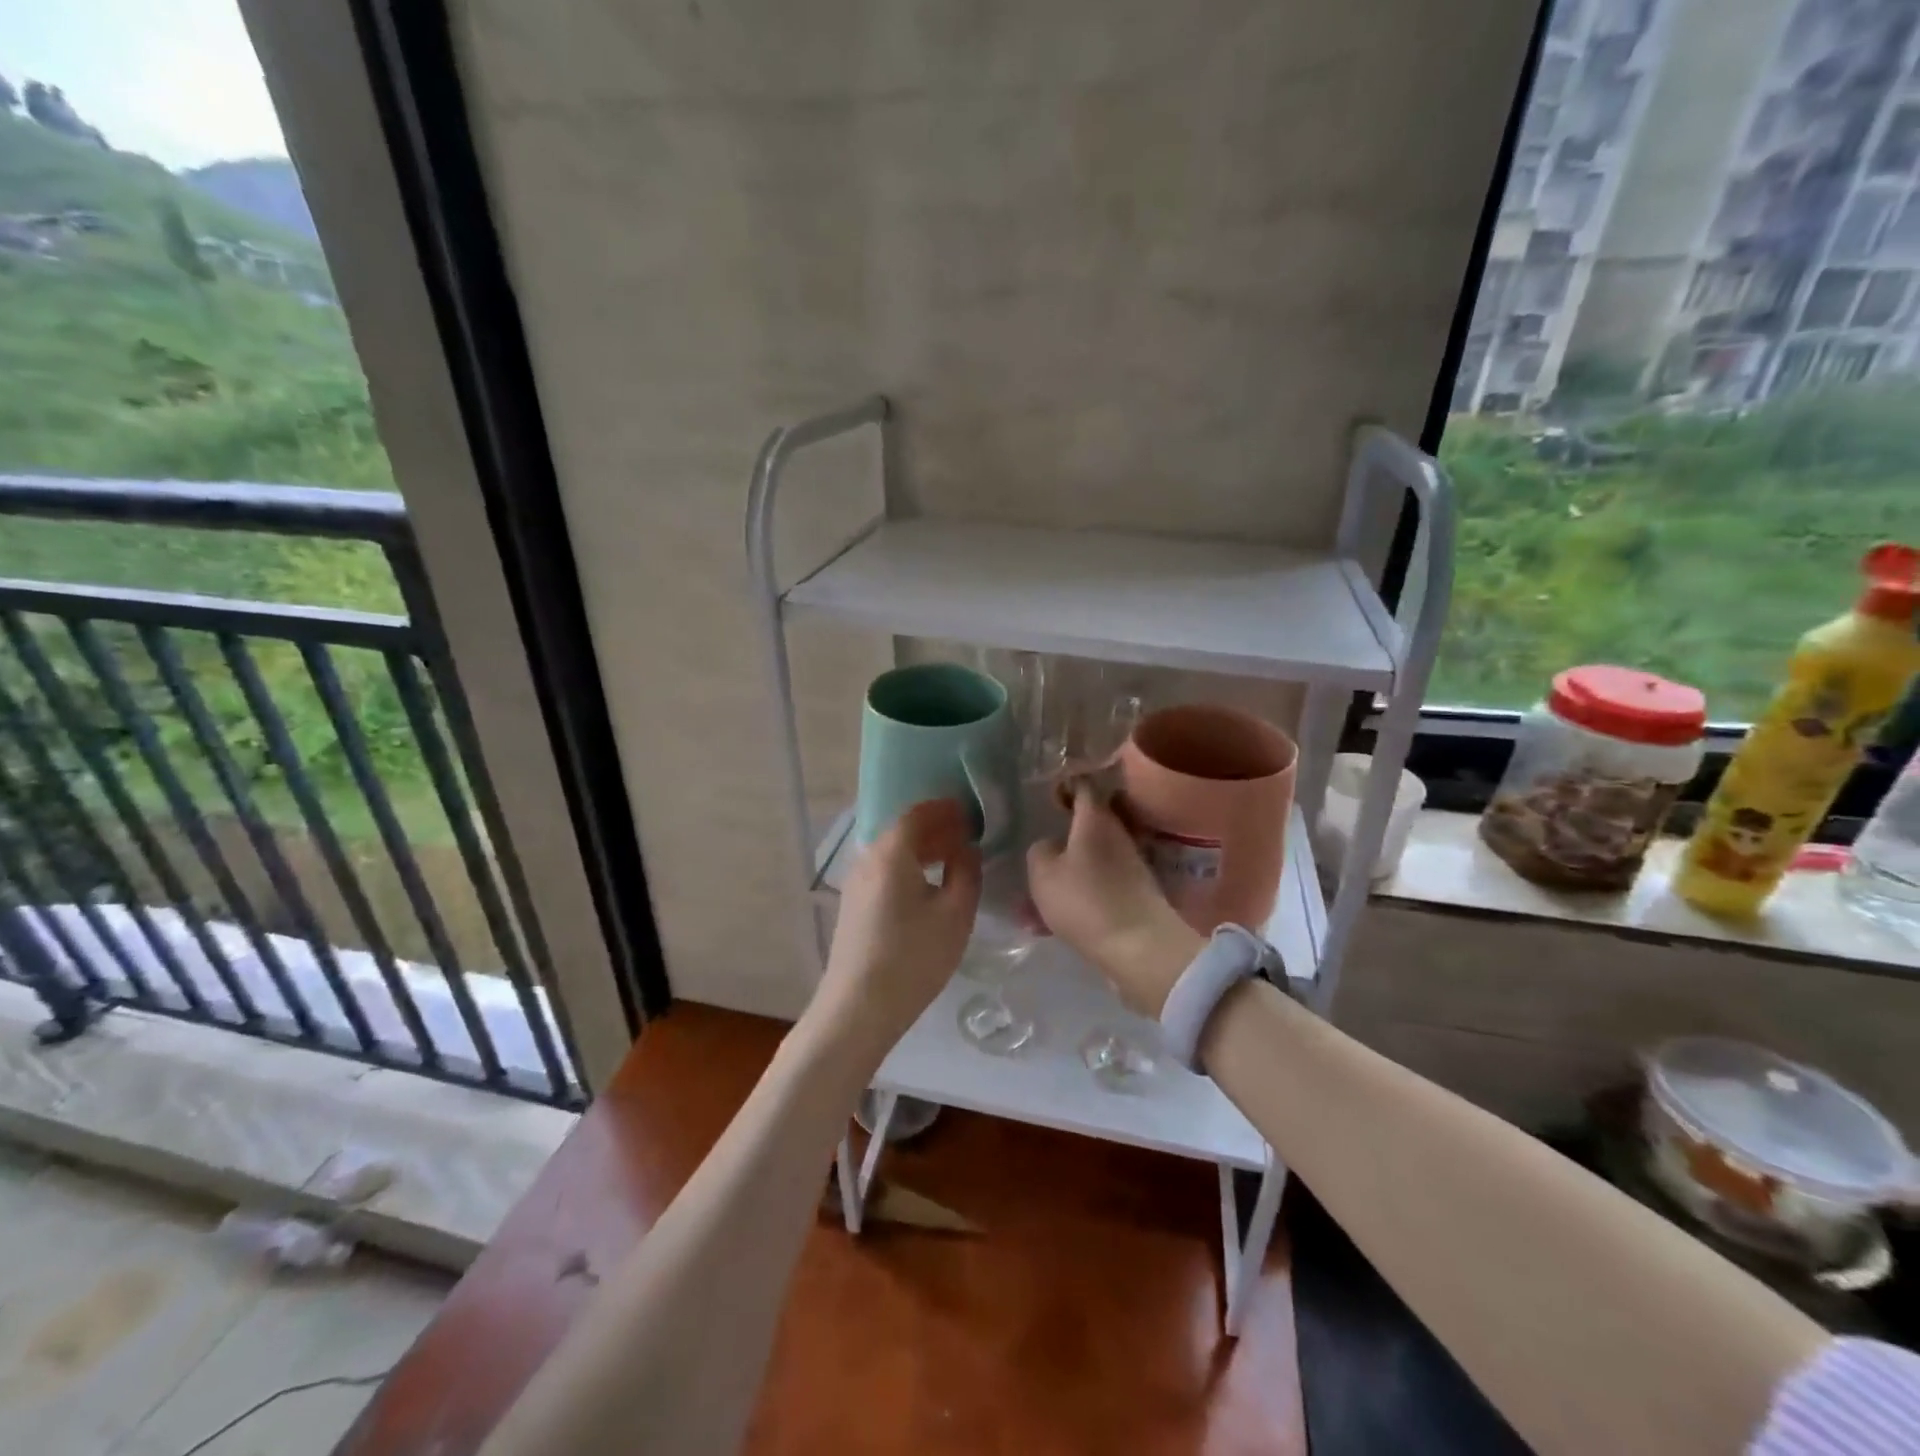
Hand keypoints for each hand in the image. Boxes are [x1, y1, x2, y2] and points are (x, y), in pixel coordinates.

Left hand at [811, 799, 982, 1059]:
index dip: (945, 809)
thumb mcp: (955, 915)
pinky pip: (885, 871)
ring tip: (954, 858)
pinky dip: (910, 866)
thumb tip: (966, 849)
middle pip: (903, 831)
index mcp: (891, 853)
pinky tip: (929, 885)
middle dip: (936, 828)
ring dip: (923, 848)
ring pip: (893, 852)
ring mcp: (856, 883)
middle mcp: (867, 859)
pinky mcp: (854, 905)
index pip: (918, 814)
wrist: (858, 1009)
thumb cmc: (913, 957)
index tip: (971, 810)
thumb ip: (966, 873)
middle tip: (969, 833)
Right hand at [1027, 783, 1201, 1017]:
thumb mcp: (1043, 873)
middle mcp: (1117, 835)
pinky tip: (1050, 924)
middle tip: (1038, 849)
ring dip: (1064, 875)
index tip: (1048, 795)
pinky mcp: (1134, 894)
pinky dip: (1075, 898)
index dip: (1065, 785)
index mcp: (1095, 819)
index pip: (1083, 785)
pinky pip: (1096, 887)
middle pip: (1087, 825)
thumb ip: (1040, 850)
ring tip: (1032, 905)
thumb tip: (1050, 845)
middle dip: (1062, 836)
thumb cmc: (1086, 900)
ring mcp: (1129, 865)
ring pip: (1088, 861)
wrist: (1140, 948)